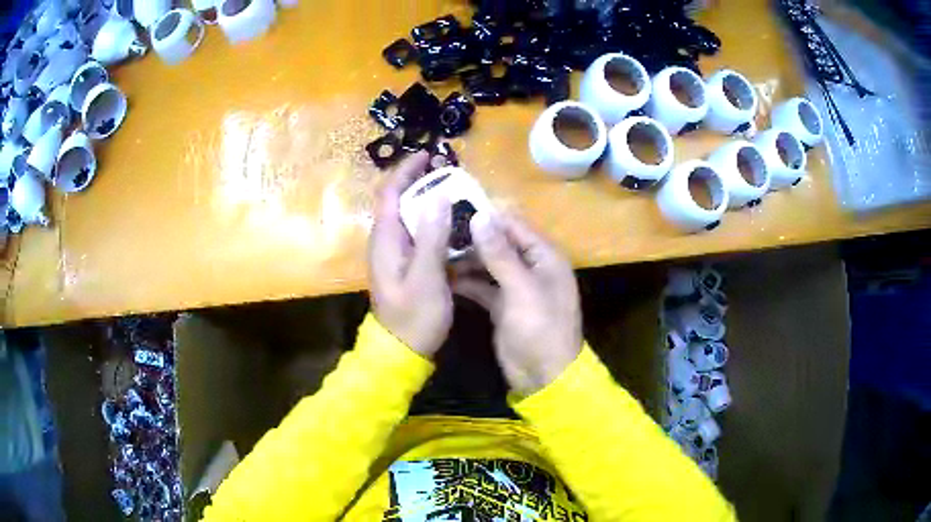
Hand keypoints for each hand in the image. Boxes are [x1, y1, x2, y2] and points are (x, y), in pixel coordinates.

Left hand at [368, 152, 452, 357]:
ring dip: (429, 200)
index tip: (429, 155)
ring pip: (410, 215)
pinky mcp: (406, 264)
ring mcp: (396, 253)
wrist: (402, 350)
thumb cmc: (414, 316)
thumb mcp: (426, 277)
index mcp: (385, 239)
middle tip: (450, 171)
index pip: (390, 192)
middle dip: (421, 180)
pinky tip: (455, 224)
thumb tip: (438, 196)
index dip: (407, 170)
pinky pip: (419, 233)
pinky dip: (434, 221)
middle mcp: (386, 240)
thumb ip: (431, 236)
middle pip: (399, 199)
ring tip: (457, 191)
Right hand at [454, 212, 581, 395]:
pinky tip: (443, 277)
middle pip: (499, 243)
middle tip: (437, 230)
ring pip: (488, 264)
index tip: (453, 205)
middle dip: (471, 238)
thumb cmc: (539, 329)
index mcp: (545, 256)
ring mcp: (516, 286)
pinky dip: (466, 281)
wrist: (543, 377)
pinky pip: (483, 285)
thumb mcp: (521, 289)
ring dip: (465, 260)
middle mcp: (531, 266)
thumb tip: (481, 215)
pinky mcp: (503, 305)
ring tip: (435, 252)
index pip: (514, 225)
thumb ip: (501, 253)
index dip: (486, 215)